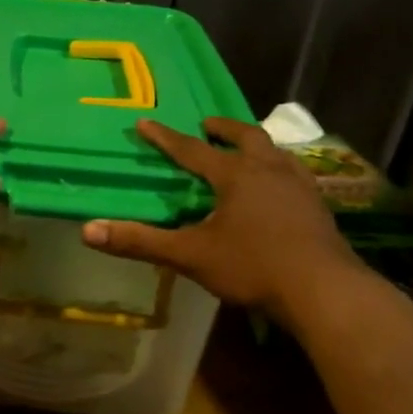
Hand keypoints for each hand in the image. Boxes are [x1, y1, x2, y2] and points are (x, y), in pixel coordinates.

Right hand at [81, 116, 363, 321]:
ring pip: (275, 152)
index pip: (191, 150)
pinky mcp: (318, 206)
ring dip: (255, 146)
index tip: (145, 122)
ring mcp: (299, 186)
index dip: (165, 138)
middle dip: (223, 129)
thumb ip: (140, 242)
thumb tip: (88, 231)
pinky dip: (279, 170)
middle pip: (246, 137)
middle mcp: (268, 170)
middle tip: (208, 126)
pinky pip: (295, 174)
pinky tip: (280, 188)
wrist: (324, 290)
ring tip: (246, 151)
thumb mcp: (190, 255)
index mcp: (235, 175)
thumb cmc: (253, 267)